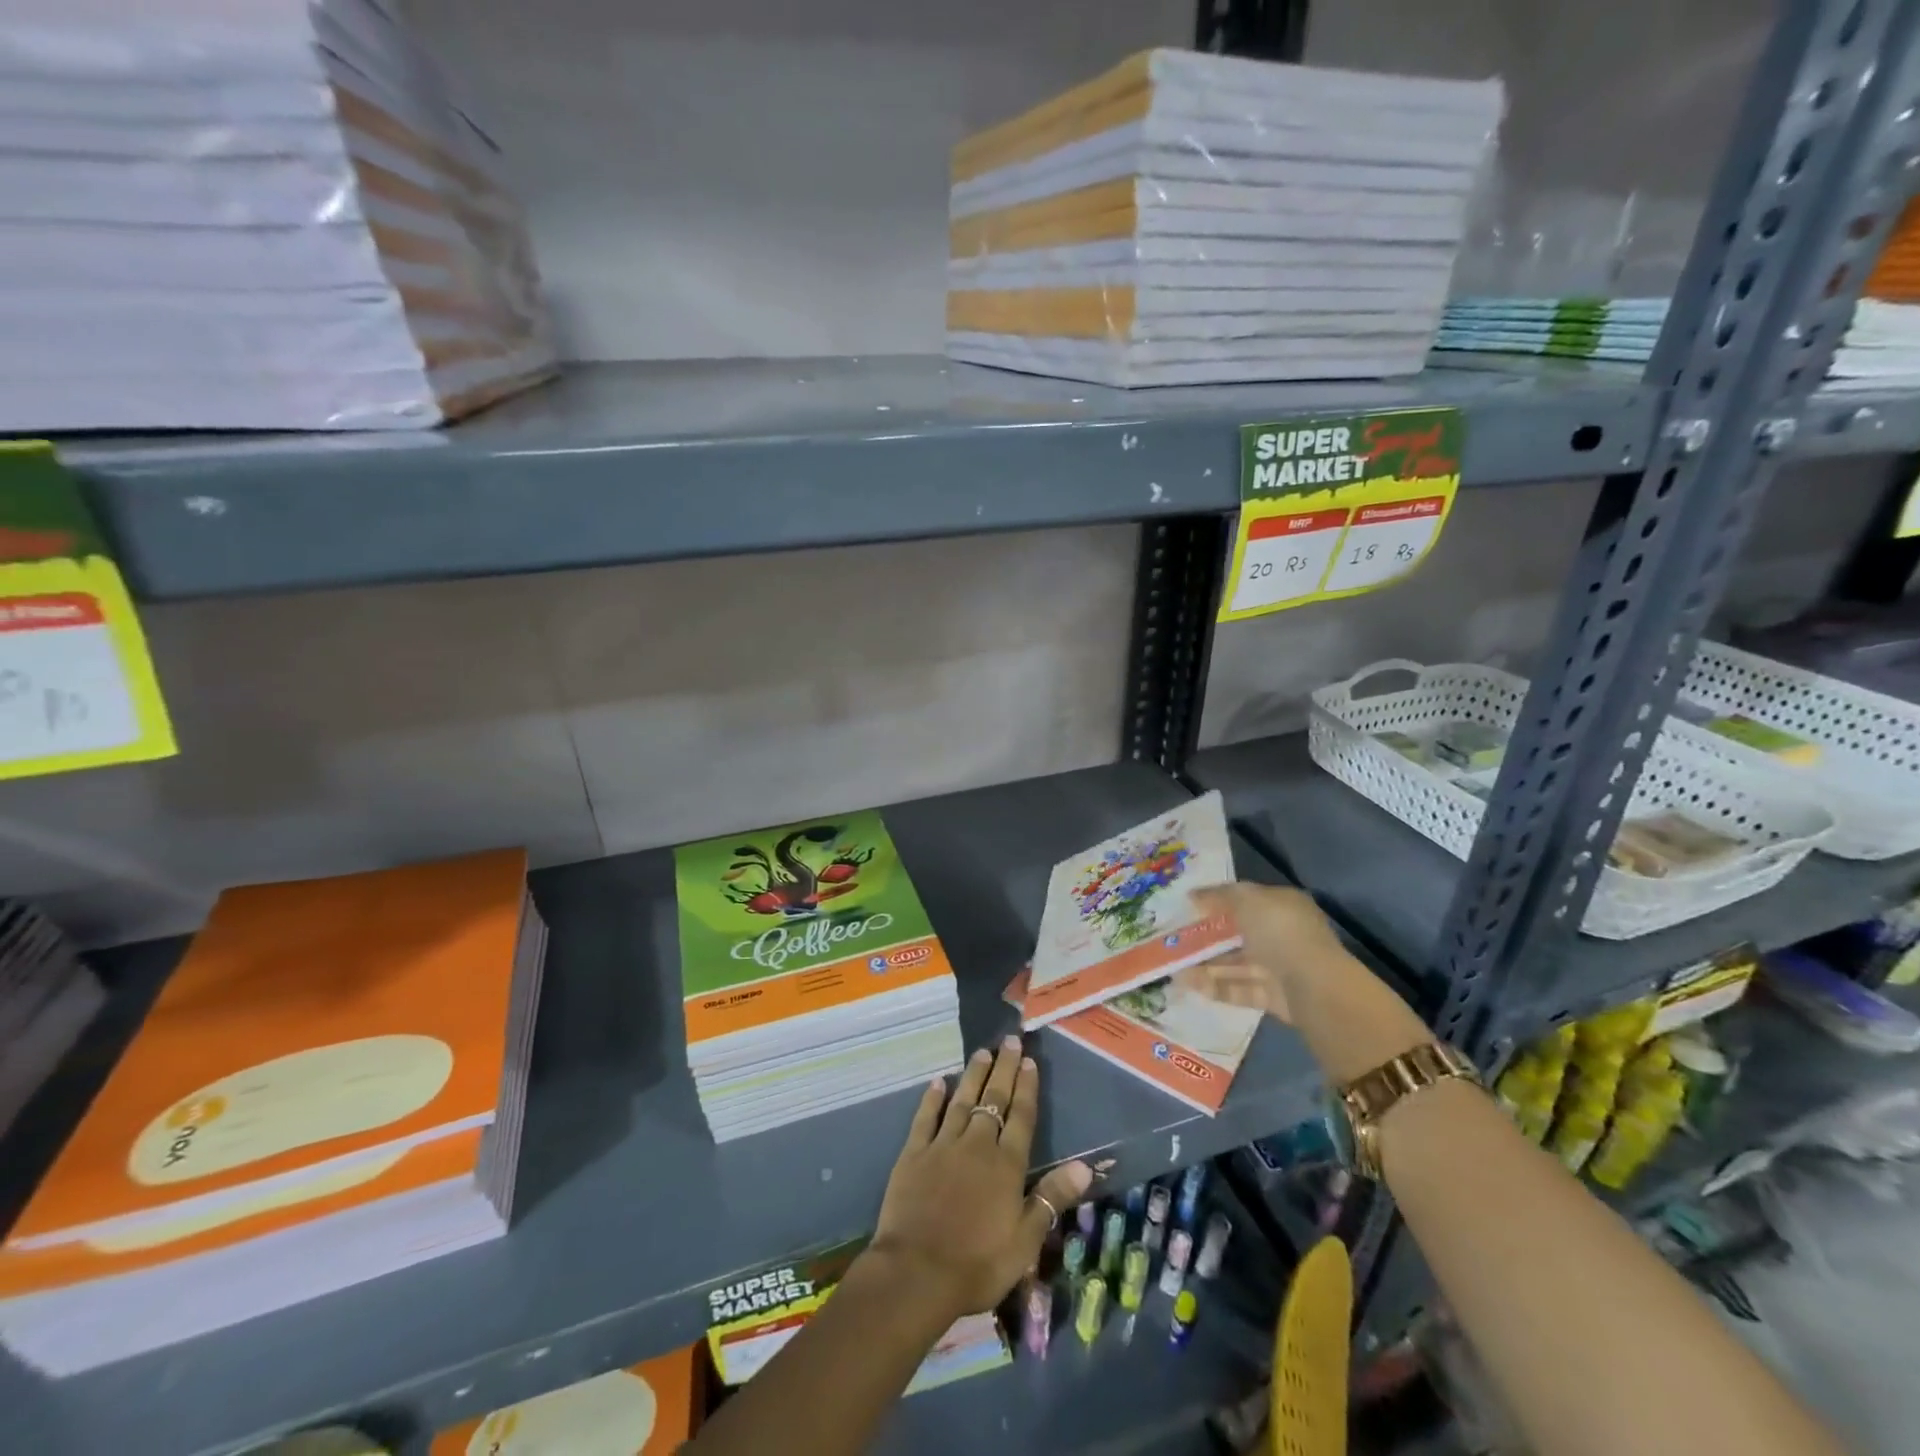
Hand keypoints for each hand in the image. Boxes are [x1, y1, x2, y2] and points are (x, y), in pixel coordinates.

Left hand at [866, 1036, 1091, 1323]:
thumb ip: (1051, 1198)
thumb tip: (1086, 1166)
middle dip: (1004, 1069)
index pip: (1021, 1117)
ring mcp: (943, 1145)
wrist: (916, 1273)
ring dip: (973, 1075)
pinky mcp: (913, 1154)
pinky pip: (925, 1118)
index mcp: (1006, 1165)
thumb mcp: (1024, 1241)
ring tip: (982, 1052)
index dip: (1026, 1087)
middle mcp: (977, 1145)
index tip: (1030, 1060)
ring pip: (962, 1101)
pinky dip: (932, 1098)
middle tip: (1010, 1041)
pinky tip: (938, 1082)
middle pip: (994, 1099)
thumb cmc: (977, 1264)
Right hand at [1180, 882, 1351, 1018]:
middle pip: (1239, 934)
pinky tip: (1188, 984)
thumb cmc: (1280, 932)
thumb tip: (1193, 895)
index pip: (1246, 899)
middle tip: (1175, 939)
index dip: (1217, 901)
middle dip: (1208, 937)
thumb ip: (1219, 896)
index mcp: (1283, 906)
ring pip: (1237, 964)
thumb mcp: (1247, 900)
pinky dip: (1216, 987)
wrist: (1313, 987)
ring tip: (1173, 967)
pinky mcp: (1273, 997)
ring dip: (1206, 965)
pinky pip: (1240, 989)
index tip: (1188, 906)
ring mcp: (1280, 968)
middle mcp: (1283, 935)